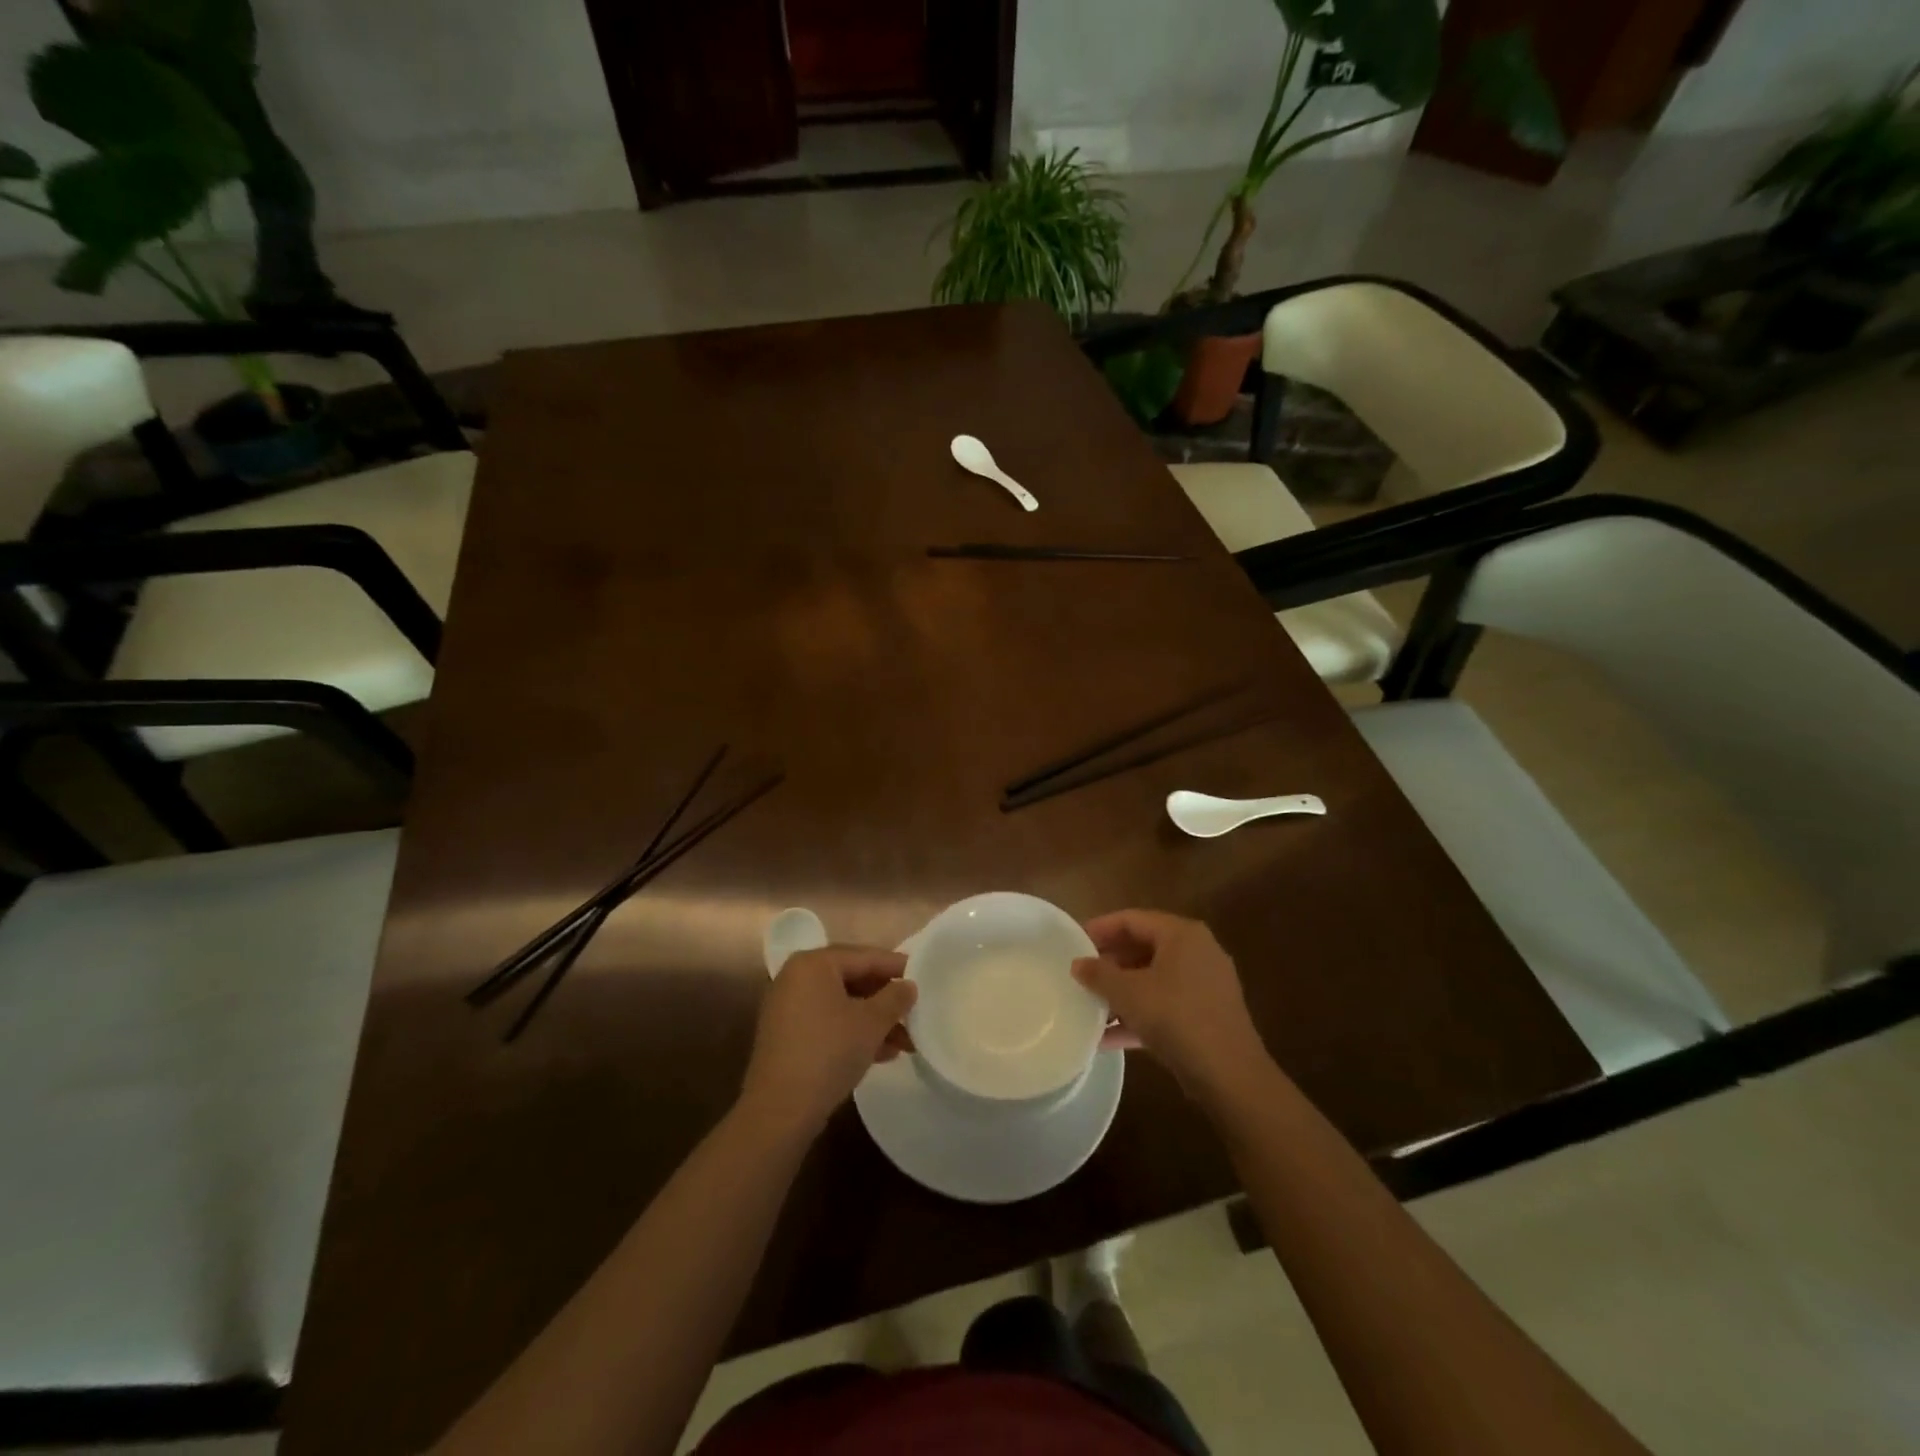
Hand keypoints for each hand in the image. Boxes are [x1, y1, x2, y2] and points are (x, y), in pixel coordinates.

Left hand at [739, 946, 916, 1137]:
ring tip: (906, 1042)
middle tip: (915, 1012)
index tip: (924, 975)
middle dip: (886, 1000)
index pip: (864, 956)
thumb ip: (895, 997)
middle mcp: (796, 978)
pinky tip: (882, 1053)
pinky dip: (853, 1032)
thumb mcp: (871, 1022)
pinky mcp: (786, 1036)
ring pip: (842, 1005)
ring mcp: (788, 1007)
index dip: (897, 966)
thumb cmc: (829, 1052)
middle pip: (853, 980)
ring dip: (874, 1021)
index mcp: (813, 963)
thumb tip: (908, 985)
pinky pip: (828, 1022)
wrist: (780, 1110)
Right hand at [1073, 910, 1267, 1096]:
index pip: (1132, 919)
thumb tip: (1077, 964)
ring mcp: (1205, 985)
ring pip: (1153, 980)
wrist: (1230, 1075)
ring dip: (1121, 993)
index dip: (1100, 928)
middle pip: (1143, 948)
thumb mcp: (1129, 993)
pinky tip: (1108, 1038)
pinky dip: (1139, 1016)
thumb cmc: (1176, 1018)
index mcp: (1181, 934)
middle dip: (1110, 964)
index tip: (1073, 942)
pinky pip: (1165, 1006)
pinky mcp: (1207, 1016)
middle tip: (1080, 974)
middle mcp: (1197, 952)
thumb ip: (1099, 974)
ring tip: (1089, 1006)